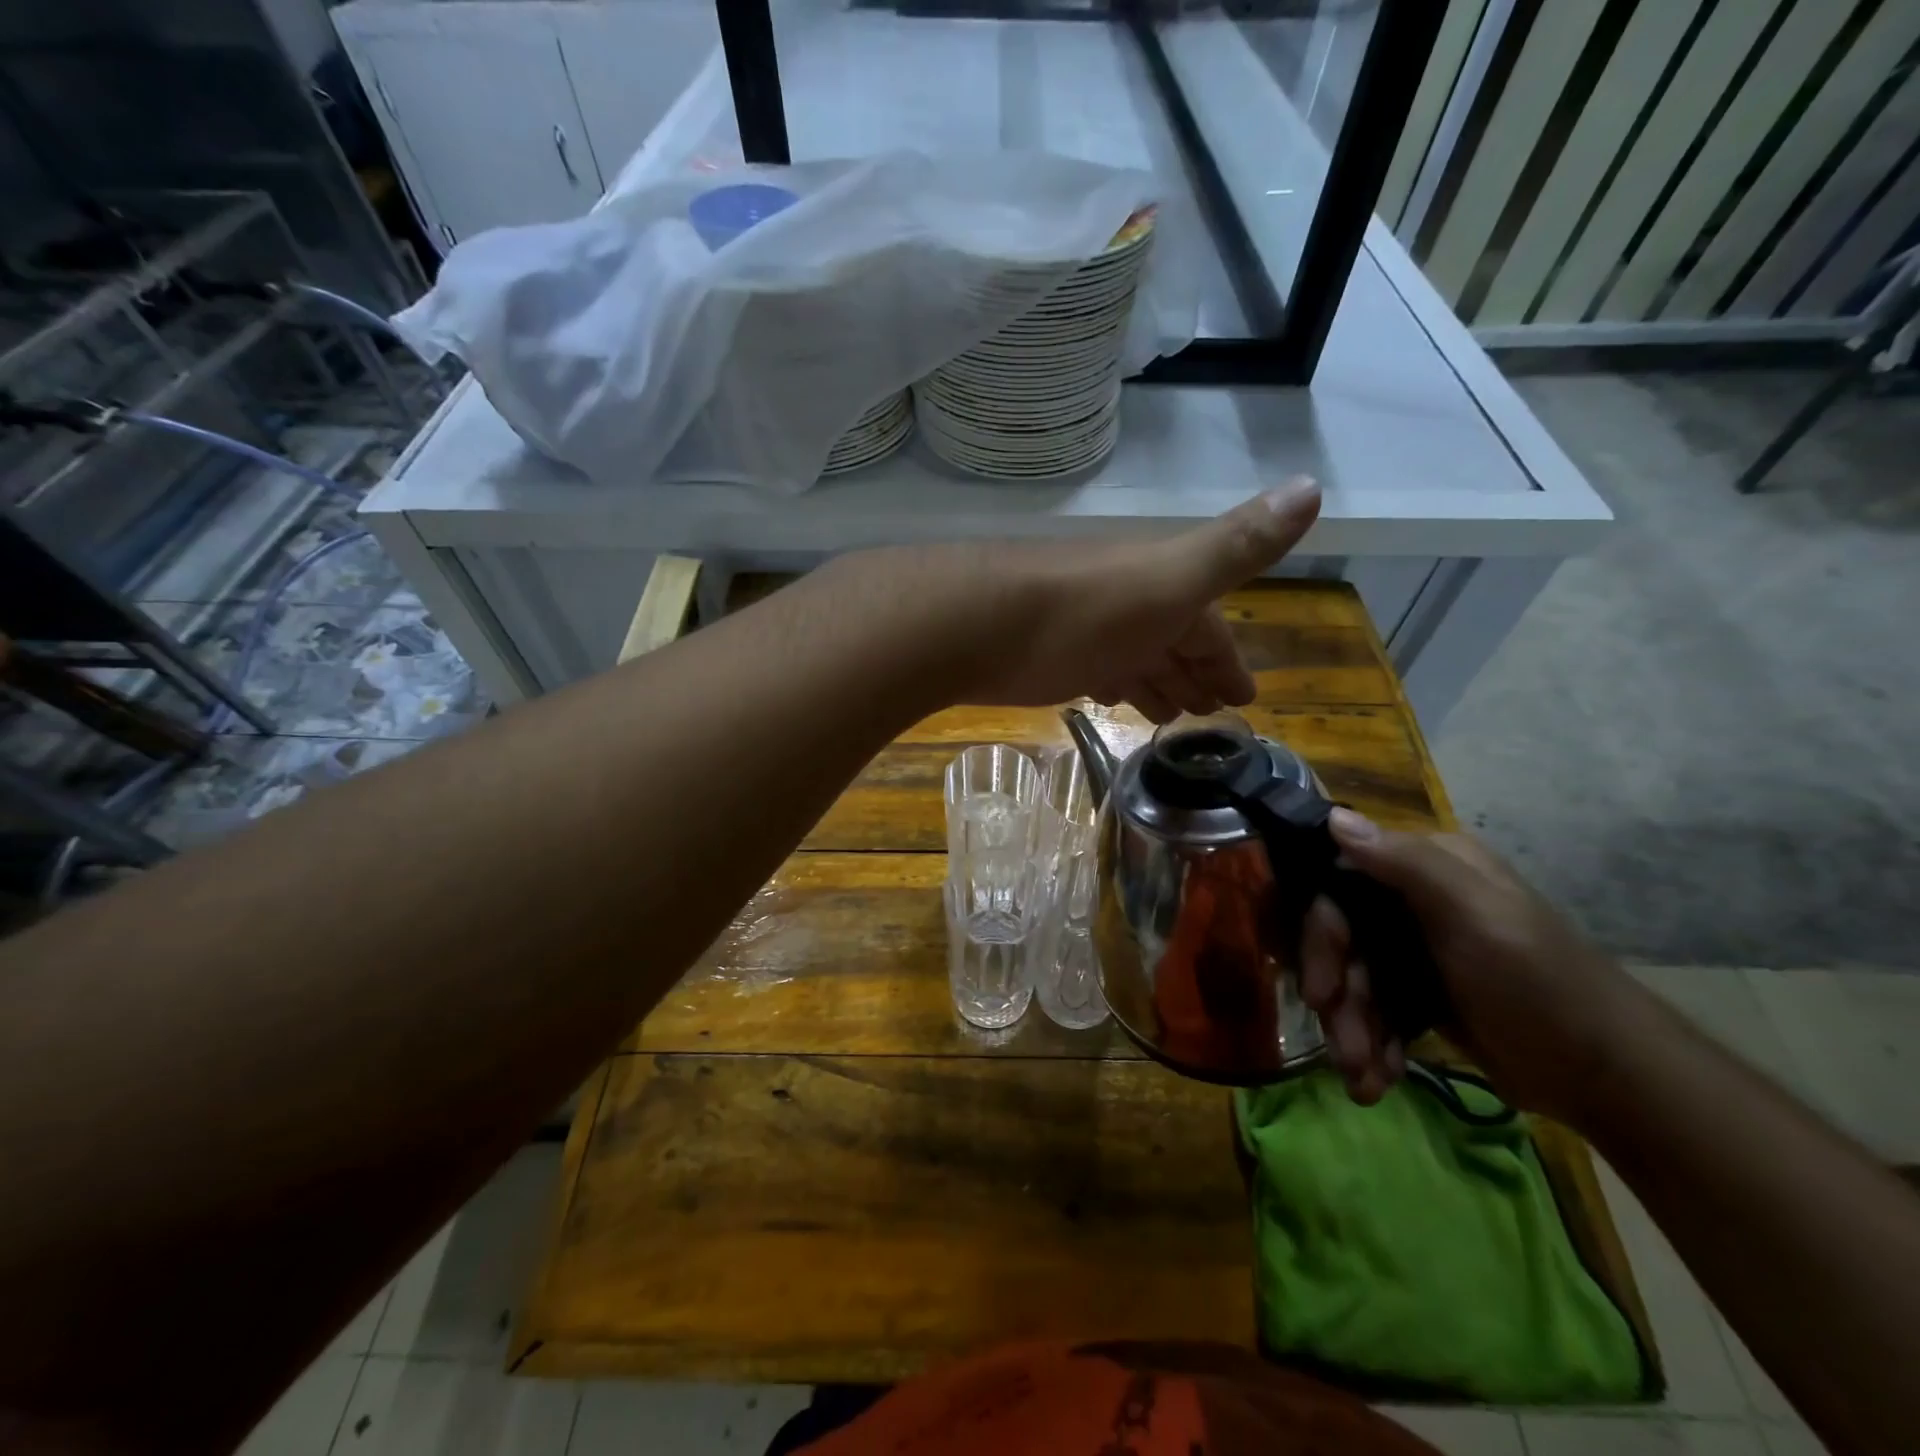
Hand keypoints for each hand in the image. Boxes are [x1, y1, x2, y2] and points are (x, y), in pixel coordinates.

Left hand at [836, 479, 1320, 720]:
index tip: (1245, 699)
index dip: (1228, 660)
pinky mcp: (1040, 653)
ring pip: (1130, 656)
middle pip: (1170, 640)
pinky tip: (1107, 697)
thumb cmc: (1082, 612)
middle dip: (1195, 673)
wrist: (972, 622)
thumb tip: (1313, 485)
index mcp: (1161, 587)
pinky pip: (1091, 667)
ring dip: (1154, 682)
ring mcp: (1079, 628)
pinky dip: (1109, 682)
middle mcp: (1123, 602)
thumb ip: (1236, 545)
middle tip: (1211, 714)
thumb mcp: (1172, 579)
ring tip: (1170, 717)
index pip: (1210, 627)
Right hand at [1300, 811, 1642, 1122]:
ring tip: (1364, 1078)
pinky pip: (1374, 1007)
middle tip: (1345, 1048)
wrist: (1610, 1079)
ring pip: (1353, 978)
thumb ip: (1407, 865)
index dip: (1322, 937)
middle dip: (1339, 997)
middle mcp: (1412, 898)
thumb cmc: (1540, 986)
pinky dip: (1372, 1042)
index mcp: (1425, 868)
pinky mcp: (1421, 991)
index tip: (1321, 990)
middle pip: (1341, 939)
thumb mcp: (1476, 917)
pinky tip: (1379, 1078)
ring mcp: (1415, 947)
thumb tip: (1334, 818)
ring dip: (1352, 1029)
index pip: (1337, 885)